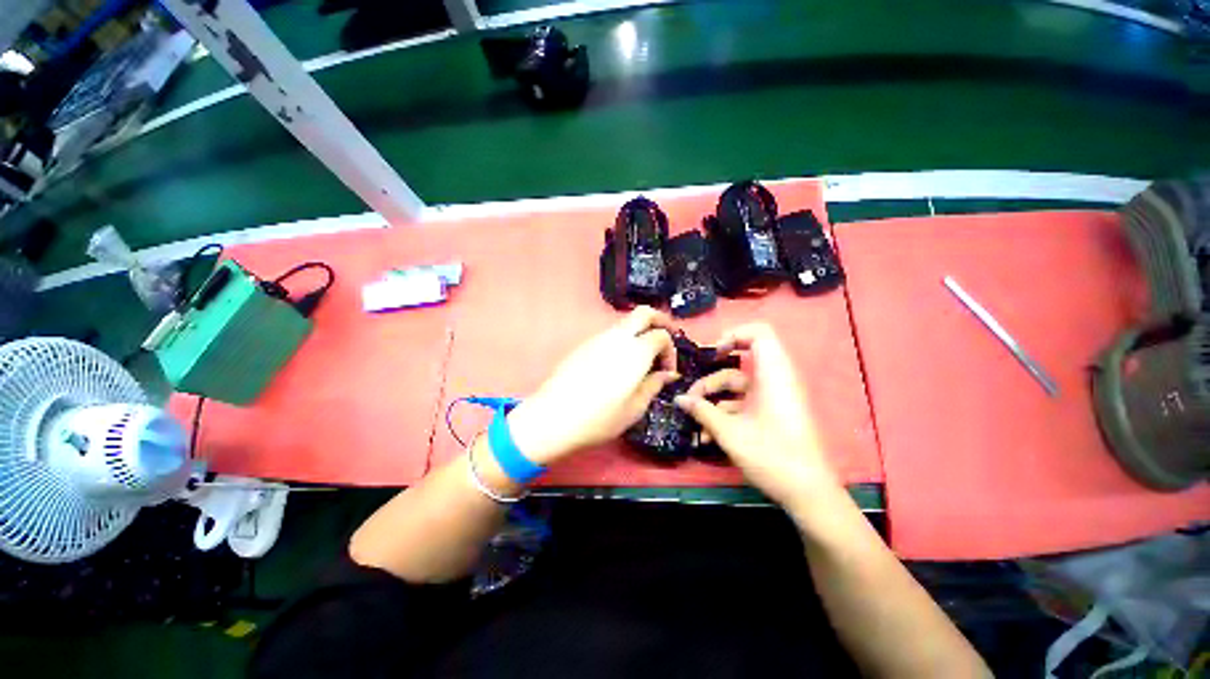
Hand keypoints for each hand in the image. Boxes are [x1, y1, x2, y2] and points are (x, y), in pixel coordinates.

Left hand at [506, 307, 678, 464]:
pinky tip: (618, 364)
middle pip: (644, 313)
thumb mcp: (634, 408)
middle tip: (665, 341)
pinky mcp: (584, 345)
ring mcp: (598, 338)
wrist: (553, 417)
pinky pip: (610, 334)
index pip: (662, 335)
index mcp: (635, 351)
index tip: (667, 372)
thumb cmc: (599, 418)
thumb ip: (654, 385)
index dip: (670, 351)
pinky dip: (623, 341)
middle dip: (660, 321)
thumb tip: (668, 374)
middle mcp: (618, 337)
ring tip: (641, 360)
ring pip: (626, 323)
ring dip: (640, 332)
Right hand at [675, 323, 839, 510]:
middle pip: (738, 365)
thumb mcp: (730, 432)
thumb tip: (679, 399)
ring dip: (713, 401)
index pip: (760, 333)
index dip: (734, 334)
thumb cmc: (772, 455)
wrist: (808, 493)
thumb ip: (702, 411)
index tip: (713, 353)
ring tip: (694, 421)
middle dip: (711, 380)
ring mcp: (771, 399)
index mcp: (772, 374)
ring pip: (737, 388)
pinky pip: (743, 404)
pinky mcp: (770, 414)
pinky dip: (725, 414)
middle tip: (691, 398)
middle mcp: (773, 381)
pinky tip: (706, 436)